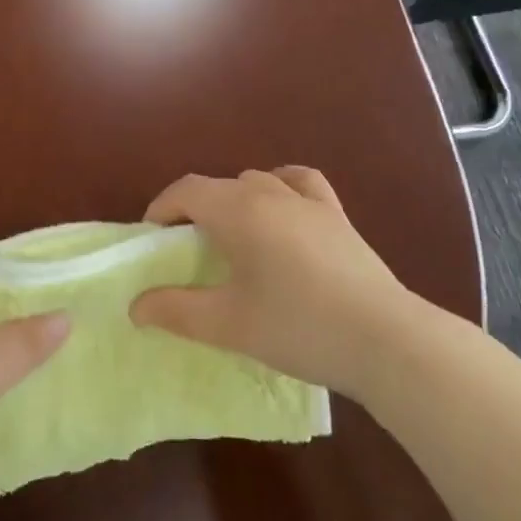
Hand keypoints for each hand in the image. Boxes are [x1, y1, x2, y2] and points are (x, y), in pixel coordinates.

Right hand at [129, 168, 409, 399]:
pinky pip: (300, 183)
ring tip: (231, 239)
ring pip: (255, 182)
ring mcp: (307, 200)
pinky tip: (282, 208)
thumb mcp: (228, 324)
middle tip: (186, 252)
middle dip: (194, 210)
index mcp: (238, 210)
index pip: (186, 191)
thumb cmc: (298, 327)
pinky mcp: (336, 215)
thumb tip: (135, 305)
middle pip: (218, 186)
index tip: (152, 240)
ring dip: (233, 201)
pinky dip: (281, 187)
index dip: (161, 209)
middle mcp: (268, 192)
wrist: (384, 339)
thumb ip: (176, 310)